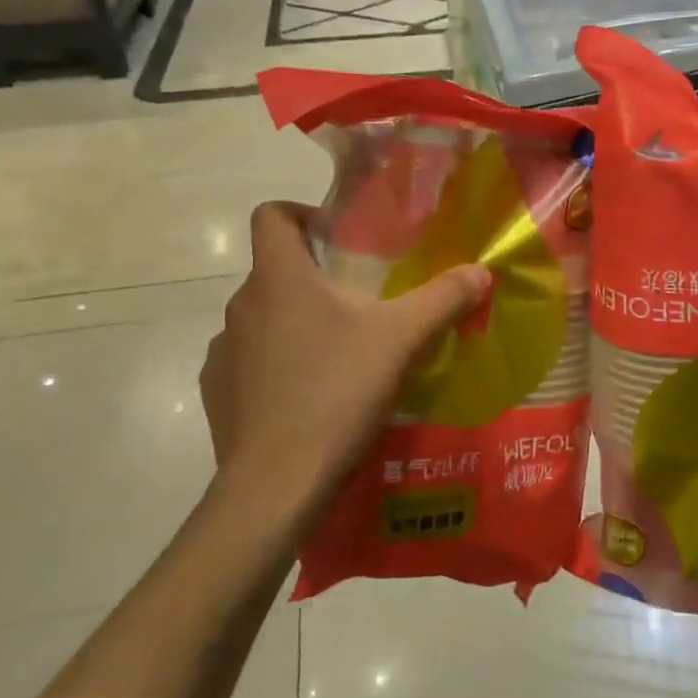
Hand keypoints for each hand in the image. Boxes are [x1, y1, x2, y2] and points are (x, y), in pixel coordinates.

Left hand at [201, 202, 489, 499]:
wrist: (276, 484)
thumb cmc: (337, 392)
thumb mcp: (402, 340)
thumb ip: (443, 298)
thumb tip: (481, 271)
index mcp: (279, 276)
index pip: (270, 214)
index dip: (300, 213)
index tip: (335, 238)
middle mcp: (241, 304)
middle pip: (274, 269)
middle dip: (314, 278)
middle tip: (360, 304)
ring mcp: (223, 351)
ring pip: (262, 318)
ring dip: (294, 324)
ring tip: (337, 355)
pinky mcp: (216, 393)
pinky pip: (247, 362)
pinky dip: (274, 366)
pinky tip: (306, 396)